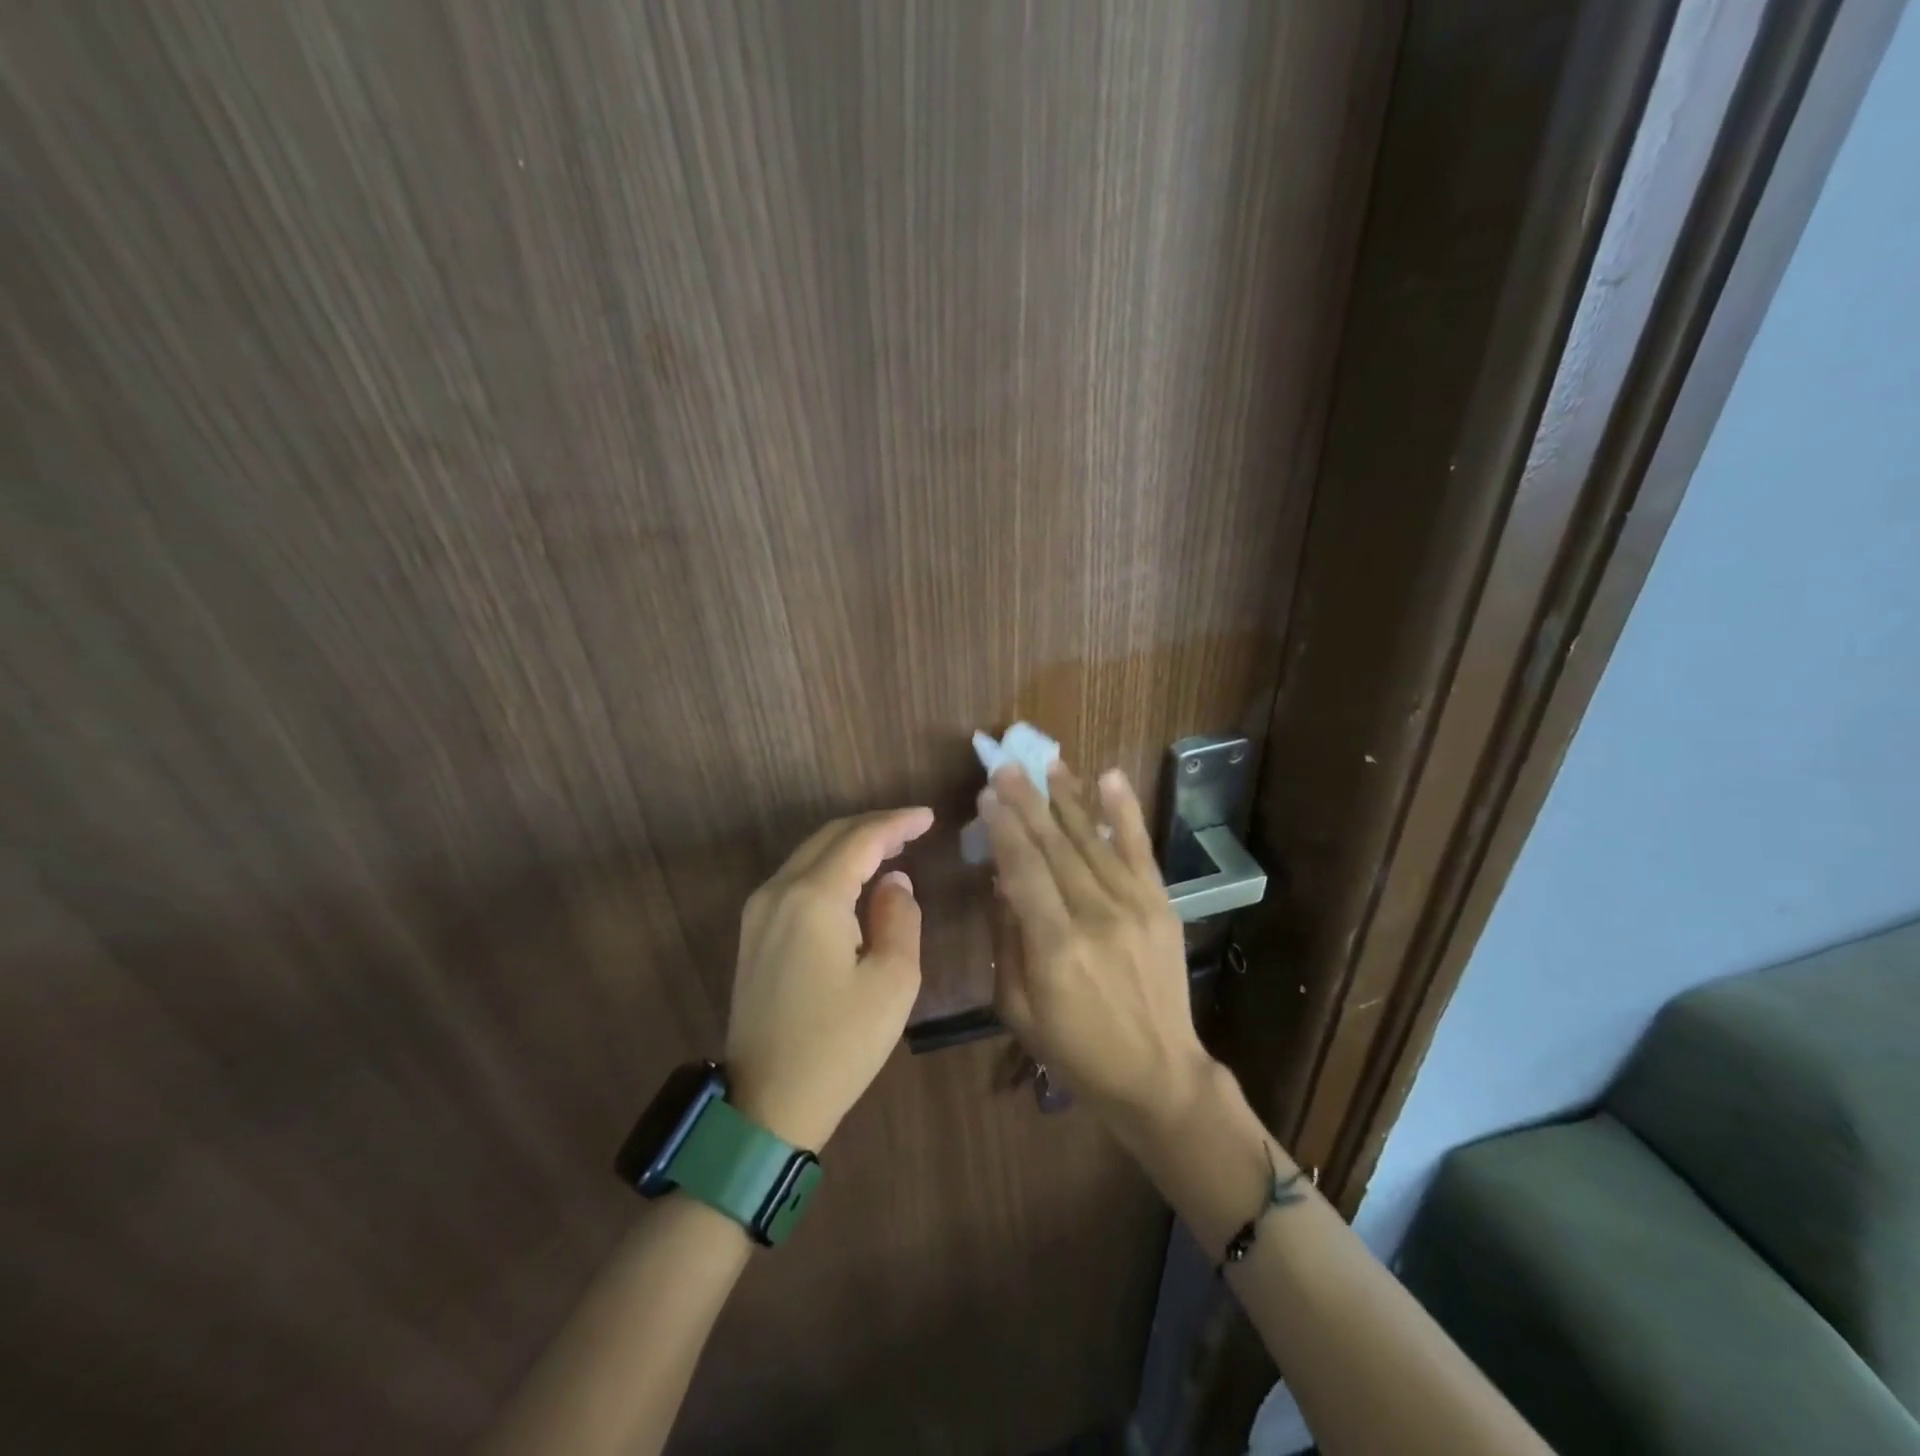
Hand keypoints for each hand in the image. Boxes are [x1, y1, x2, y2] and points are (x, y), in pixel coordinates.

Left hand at [725, 807, 934, 1149]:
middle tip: (914, 828)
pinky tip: (856, 879)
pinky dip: (831, 867)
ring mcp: (759, 912)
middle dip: (874, 827)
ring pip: (810, 855)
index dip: (897, 823)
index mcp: (813, 898)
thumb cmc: (839, 1046)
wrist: (765, 1105)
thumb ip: (899, 918)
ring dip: (851, 845)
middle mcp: (779, 891)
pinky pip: (797, 878)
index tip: (929, 816)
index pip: (860, 839)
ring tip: (892, 847)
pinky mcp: (754, 933)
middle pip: (830, 837)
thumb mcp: (891, 983)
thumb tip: (893, 882)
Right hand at [979, 762, 1212, 1133]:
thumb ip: (1007, 940)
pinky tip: (1108, 777)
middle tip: (1006, 764)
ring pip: (1092, 839)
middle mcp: (1096, 916)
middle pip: (1055, 846)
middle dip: (1027, 800)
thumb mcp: (1018, 1009)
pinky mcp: (1160, 905)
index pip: (1023, 870)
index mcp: (1056, 947)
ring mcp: (1134, 906)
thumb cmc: (1076, 1050)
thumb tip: (1000, 882)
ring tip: (1047, 761)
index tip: (986, 793)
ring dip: (1067, 796)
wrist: (1159, 1075)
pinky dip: (1124, 811)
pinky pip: (1140, 849)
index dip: (1003, 828)